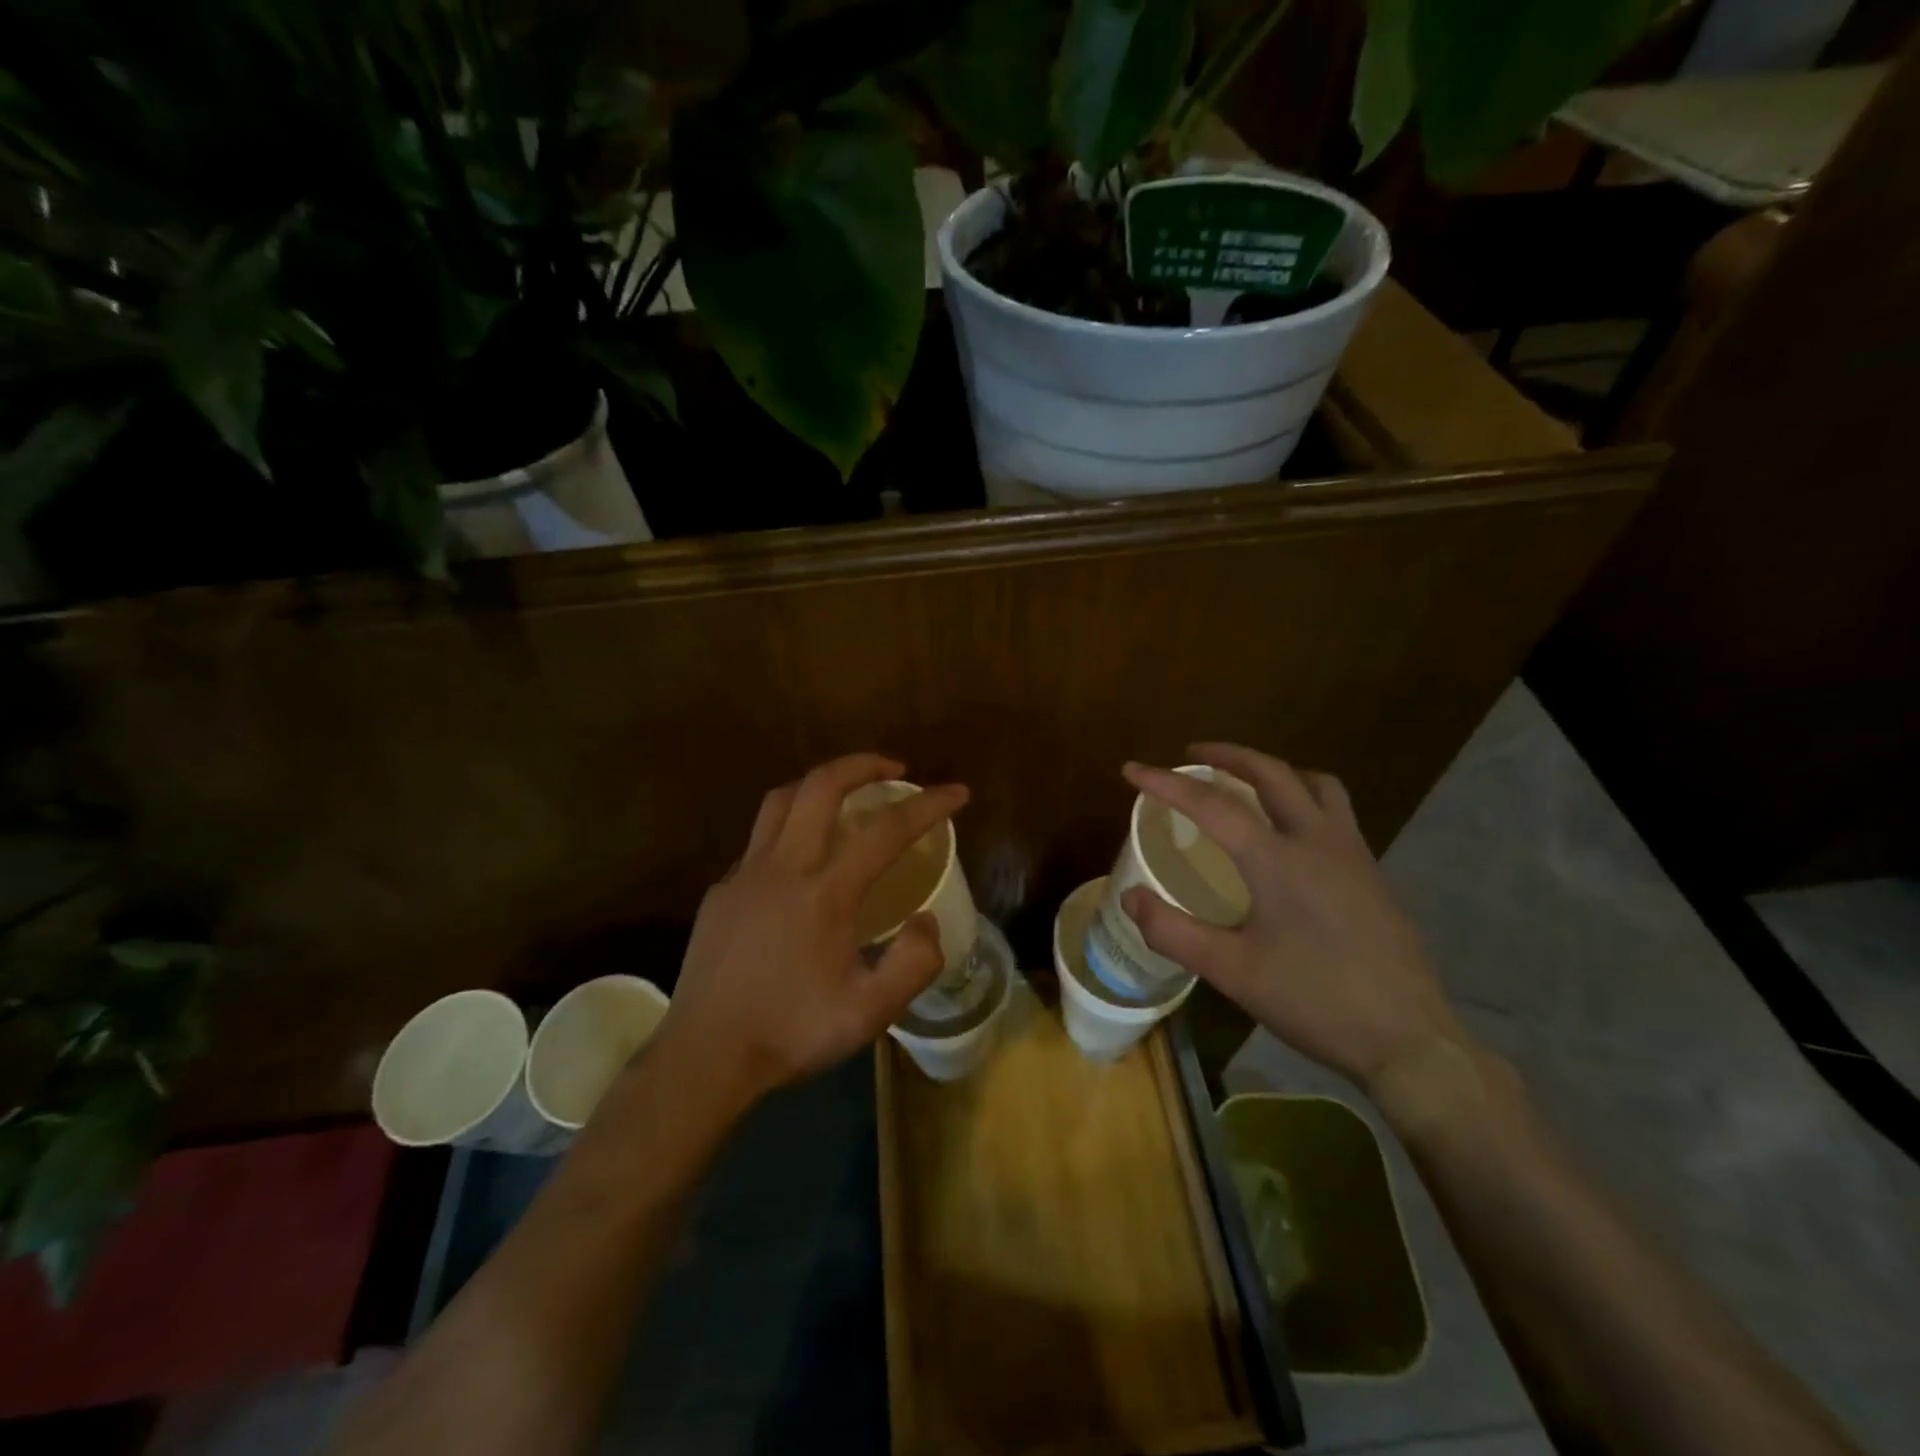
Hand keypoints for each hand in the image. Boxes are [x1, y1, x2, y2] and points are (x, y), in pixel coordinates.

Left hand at [657, 753, 967, 1109]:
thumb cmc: (790, 1033)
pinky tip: (800, 859)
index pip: (887, 830)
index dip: (928, 804)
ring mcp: (745, 873)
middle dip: (864, 765)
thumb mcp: (870, 1014)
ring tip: (846, 795)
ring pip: (782, 800)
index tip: (957, 793)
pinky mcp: (722, 890)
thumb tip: (924, 920)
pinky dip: (789, 827)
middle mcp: (784, 867)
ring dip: (819, 784)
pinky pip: (759, 839)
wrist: (704, 1056)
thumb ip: (914, 963)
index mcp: (824, 892)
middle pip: (822, 786)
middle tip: (895, 771)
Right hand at [1120, 745, 1464, 1090]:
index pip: (1211, 805)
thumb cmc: (1314, 1001)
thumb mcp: (1231, 972)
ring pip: (1314, 784)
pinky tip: (1291, 832)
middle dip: (1227, 755)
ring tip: (1246, 780)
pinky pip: (1335, 810)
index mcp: (1277, 859)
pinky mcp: (1372, 872)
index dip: (1166, 783)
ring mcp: (1352, 853)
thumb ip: (1173, 932)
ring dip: (1274, 770)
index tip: (1131, 769)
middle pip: (1270, 773)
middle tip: (1191, 755)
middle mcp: (1317, 840)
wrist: (1407, 1039)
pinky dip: (1303, 797)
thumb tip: (1129, 897)